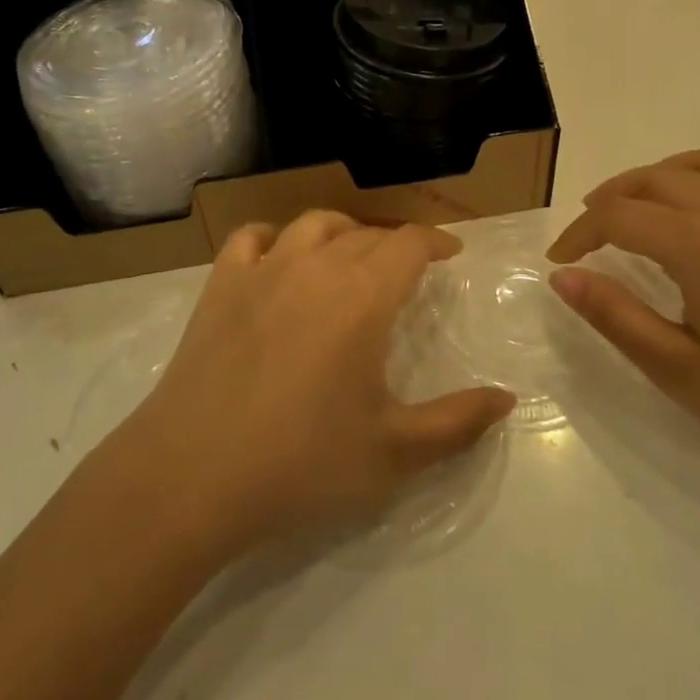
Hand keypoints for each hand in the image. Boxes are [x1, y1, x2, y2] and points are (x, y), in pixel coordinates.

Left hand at [130, 211, 514, 551]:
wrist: (193, 475)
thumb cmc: (302, 462)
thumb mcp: (393, 452)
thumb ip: (457, 422)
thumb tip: (507, 400)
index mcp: (363, 296)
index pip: (409, 244)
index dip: (435, 241)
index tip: (451, 252)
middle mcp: (316, 267)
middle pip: (366, 234)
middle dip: (395, 244)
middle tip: (407, 269)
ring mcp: (263, 270)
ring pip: (314, 224)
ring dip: (343, 231)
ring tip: (352, 252)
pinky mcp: (221, 286)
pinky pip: (251, 238)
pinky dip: (274, 237)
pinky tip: (279, 256)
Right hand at [547, 148, 699, 493]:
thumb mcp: (680, 370)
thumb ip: (616, 317)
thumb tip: (563, 277)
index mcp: (699, 244)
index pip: (618, 216)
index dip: (579, 234)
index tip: (559, 262)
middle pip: (651, 180)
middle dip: (608, 200)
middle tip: (584, 237)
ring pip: (691, 165)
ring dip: (650, 179)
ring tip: (630, 210)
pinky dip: (692, 176)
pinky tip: (690, 215)